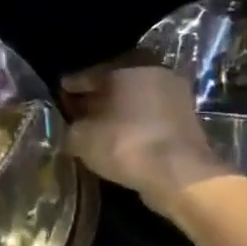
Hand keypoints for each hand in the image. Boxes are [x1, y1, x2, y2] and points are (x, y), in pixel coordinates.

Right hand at [63, 61, 231, 217]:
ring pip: (135, 101)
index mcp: (126, 70)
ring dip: (117, 112)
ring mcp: (175, 97)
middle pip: (115, 85)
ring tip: (97, 128)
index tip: (59, 95)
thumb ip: (71, 128)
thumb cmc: (125, 145)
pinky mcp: (187, 121)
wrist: (180, 175)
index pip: (89, 75)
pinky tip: (119, 139)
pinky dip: (134, 125)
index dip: (70, 87)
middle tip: (77, 111)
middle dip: (95, 98)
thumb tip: (71, 128)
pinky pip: (150, 117)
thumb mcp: (81, 138)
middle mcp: (153, 75)